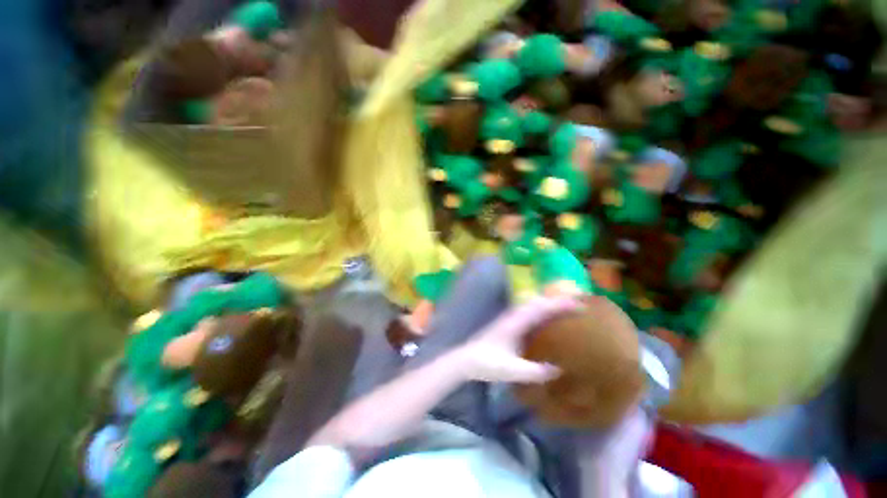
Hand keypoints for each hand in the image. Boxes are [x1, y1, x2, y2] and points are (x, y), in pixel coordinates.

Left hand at [456, 297, 578, 383]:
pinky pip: (528, 313)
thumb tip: (559, 370)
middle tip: (578, 305)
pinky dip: (541, 311)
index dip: (560, 305)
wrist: (466, 360)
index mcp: (515, 323)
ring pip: (532, 305)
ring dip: (548, 304)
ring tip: (566, 309)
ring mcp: (510, 319)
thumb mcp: (513, 371)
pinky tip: (545, 320)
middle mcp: (513, 316)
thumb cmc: (487, 363)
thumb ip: (536, 372)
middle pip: (538, 302)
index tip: (579, 305)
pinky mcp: (508, 324)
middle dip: (557, 301)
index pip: (541, 308)